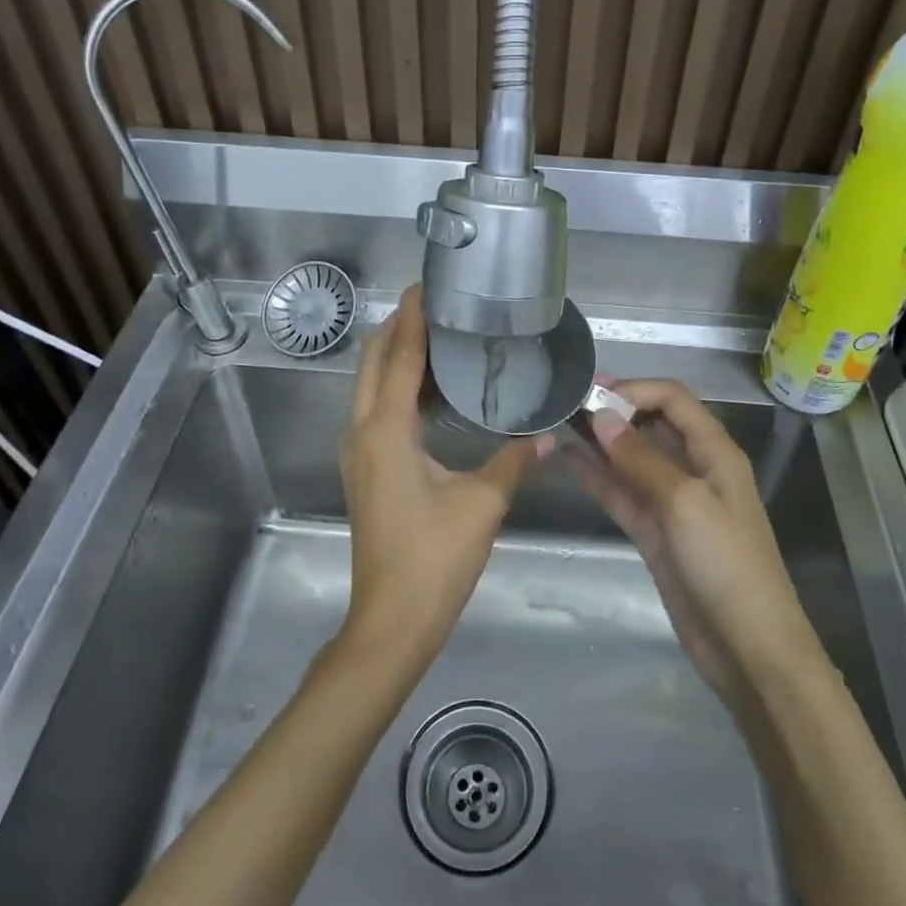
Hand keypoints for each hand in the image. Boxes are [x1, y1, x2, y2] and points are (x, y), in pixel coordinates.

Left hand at [339, 287, 549, 666]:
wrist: (391, 620)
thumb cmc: (435, 558)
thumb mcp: (482, 504)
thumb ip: (514, 461)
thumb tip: (549, 436)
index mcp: (386, 430)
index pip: (399, 356)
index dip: (413, 318)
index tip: (426, 284)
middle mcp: (362, 431)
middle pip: (373, 362)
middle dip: (398, 328)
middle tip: (435, 304)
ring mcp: (357, 451)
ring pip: (368, 385)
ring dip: (394, 356)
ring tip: (436, 337)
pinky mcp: (363, 469)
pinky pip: (373, 409)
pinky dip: (394, 386)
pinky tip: (429, 391)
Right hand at [571, 378, 817, 702]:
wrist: (748, 647)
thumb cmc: (726, 564)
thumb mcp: (685, 503)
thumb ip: (640, 458)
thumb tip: (601, 415)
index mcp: (714, 452)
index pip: (673, 400)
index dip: (635, 390)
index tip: (592, 394)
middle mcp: (694, 469)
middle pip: (652, 425)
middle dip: (614, 411)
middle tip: (568, 403)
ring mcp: (672, 502)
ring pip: (632, 460)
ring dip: (600, 443)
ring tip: (559, 425)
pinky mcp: (655, 533)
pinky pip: (623, 494)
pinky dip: (598, 478)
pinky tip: (567, 463)